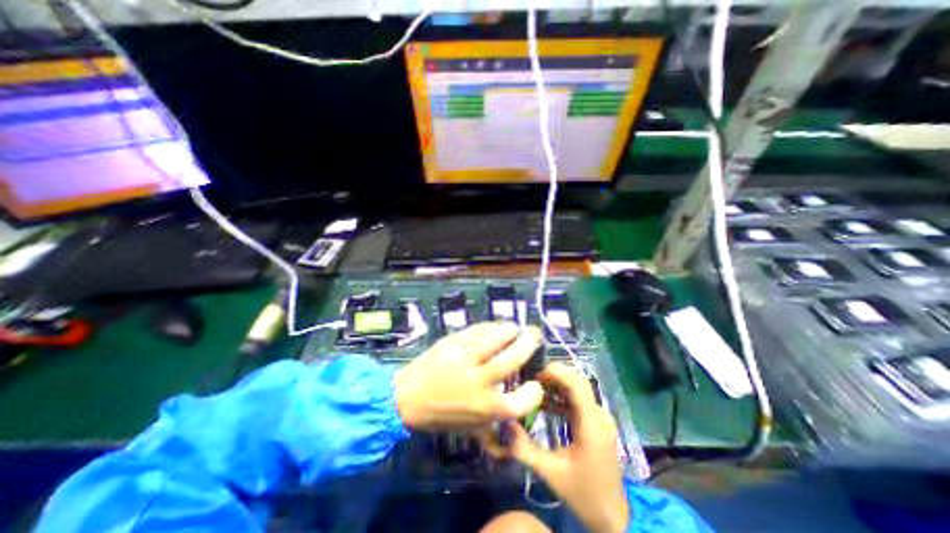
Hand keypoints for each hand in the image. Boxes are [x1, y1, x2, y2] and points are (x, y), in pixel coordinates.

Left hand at [393, 321, 541, 433]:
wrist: (406, 397)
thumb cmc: (441, 415)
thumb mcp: (470, 431)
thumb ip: (493, 438)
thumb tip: (512, 444)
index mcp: (486, 408)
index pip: (523, 401)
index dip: (535, 391)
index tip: (535, 383)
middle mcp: (479, 382)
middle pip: (512, 359)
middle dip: (528, 343)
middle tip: (534, 335)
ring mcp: (465, 359)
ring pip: (495, 338)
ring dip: (510, 329)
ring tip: (515, 328)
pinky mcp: (453, 343)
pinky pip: (477, 331)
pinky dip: (490, 326)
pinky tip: (494, 327)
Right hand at [504, 365, 629, 531]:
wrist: (613, 517)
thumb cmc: (583, 494)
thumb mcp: (550, 472)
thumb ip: (525, 449)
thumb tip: (506, 424)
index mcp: (591, 424)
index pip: (576, 383)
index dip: (556, 372)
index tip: (534, 374)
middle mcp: (599, 415)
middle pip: (577, 381)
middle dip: (554, 376)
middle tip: (531, 380)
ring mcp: (599, 418)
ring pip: (577, 389)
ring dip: (556, 385)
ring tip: (533, 389)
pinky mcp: (596, 423)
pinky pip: (578, 401)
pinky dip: (561, 397)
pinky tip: (543, 404)